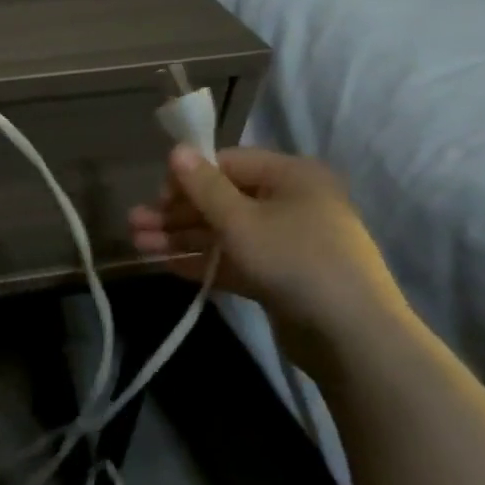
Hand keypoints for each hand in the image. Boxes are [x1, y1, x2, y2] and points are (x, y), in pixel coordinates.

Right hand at [129, 145, 407, 376]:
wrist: (350, 334)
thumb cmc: (294, 260)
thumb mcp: (241, 221)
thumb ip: (204, 187)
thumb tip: (176, 149)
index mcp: (291, 176)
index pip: (229, 163)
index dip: (190, 176)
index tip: (156, 196)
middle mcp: (290, 202)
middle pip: (222, 199)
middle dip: (176, 213)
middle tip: (134, 225)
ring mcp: (285, 242)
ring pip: (224, 232)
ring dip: (182, 238)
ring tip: (138, 246)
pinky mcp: (278, 276)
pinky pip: (234, 259)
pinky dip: (203, 261)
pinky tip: (167, 265)